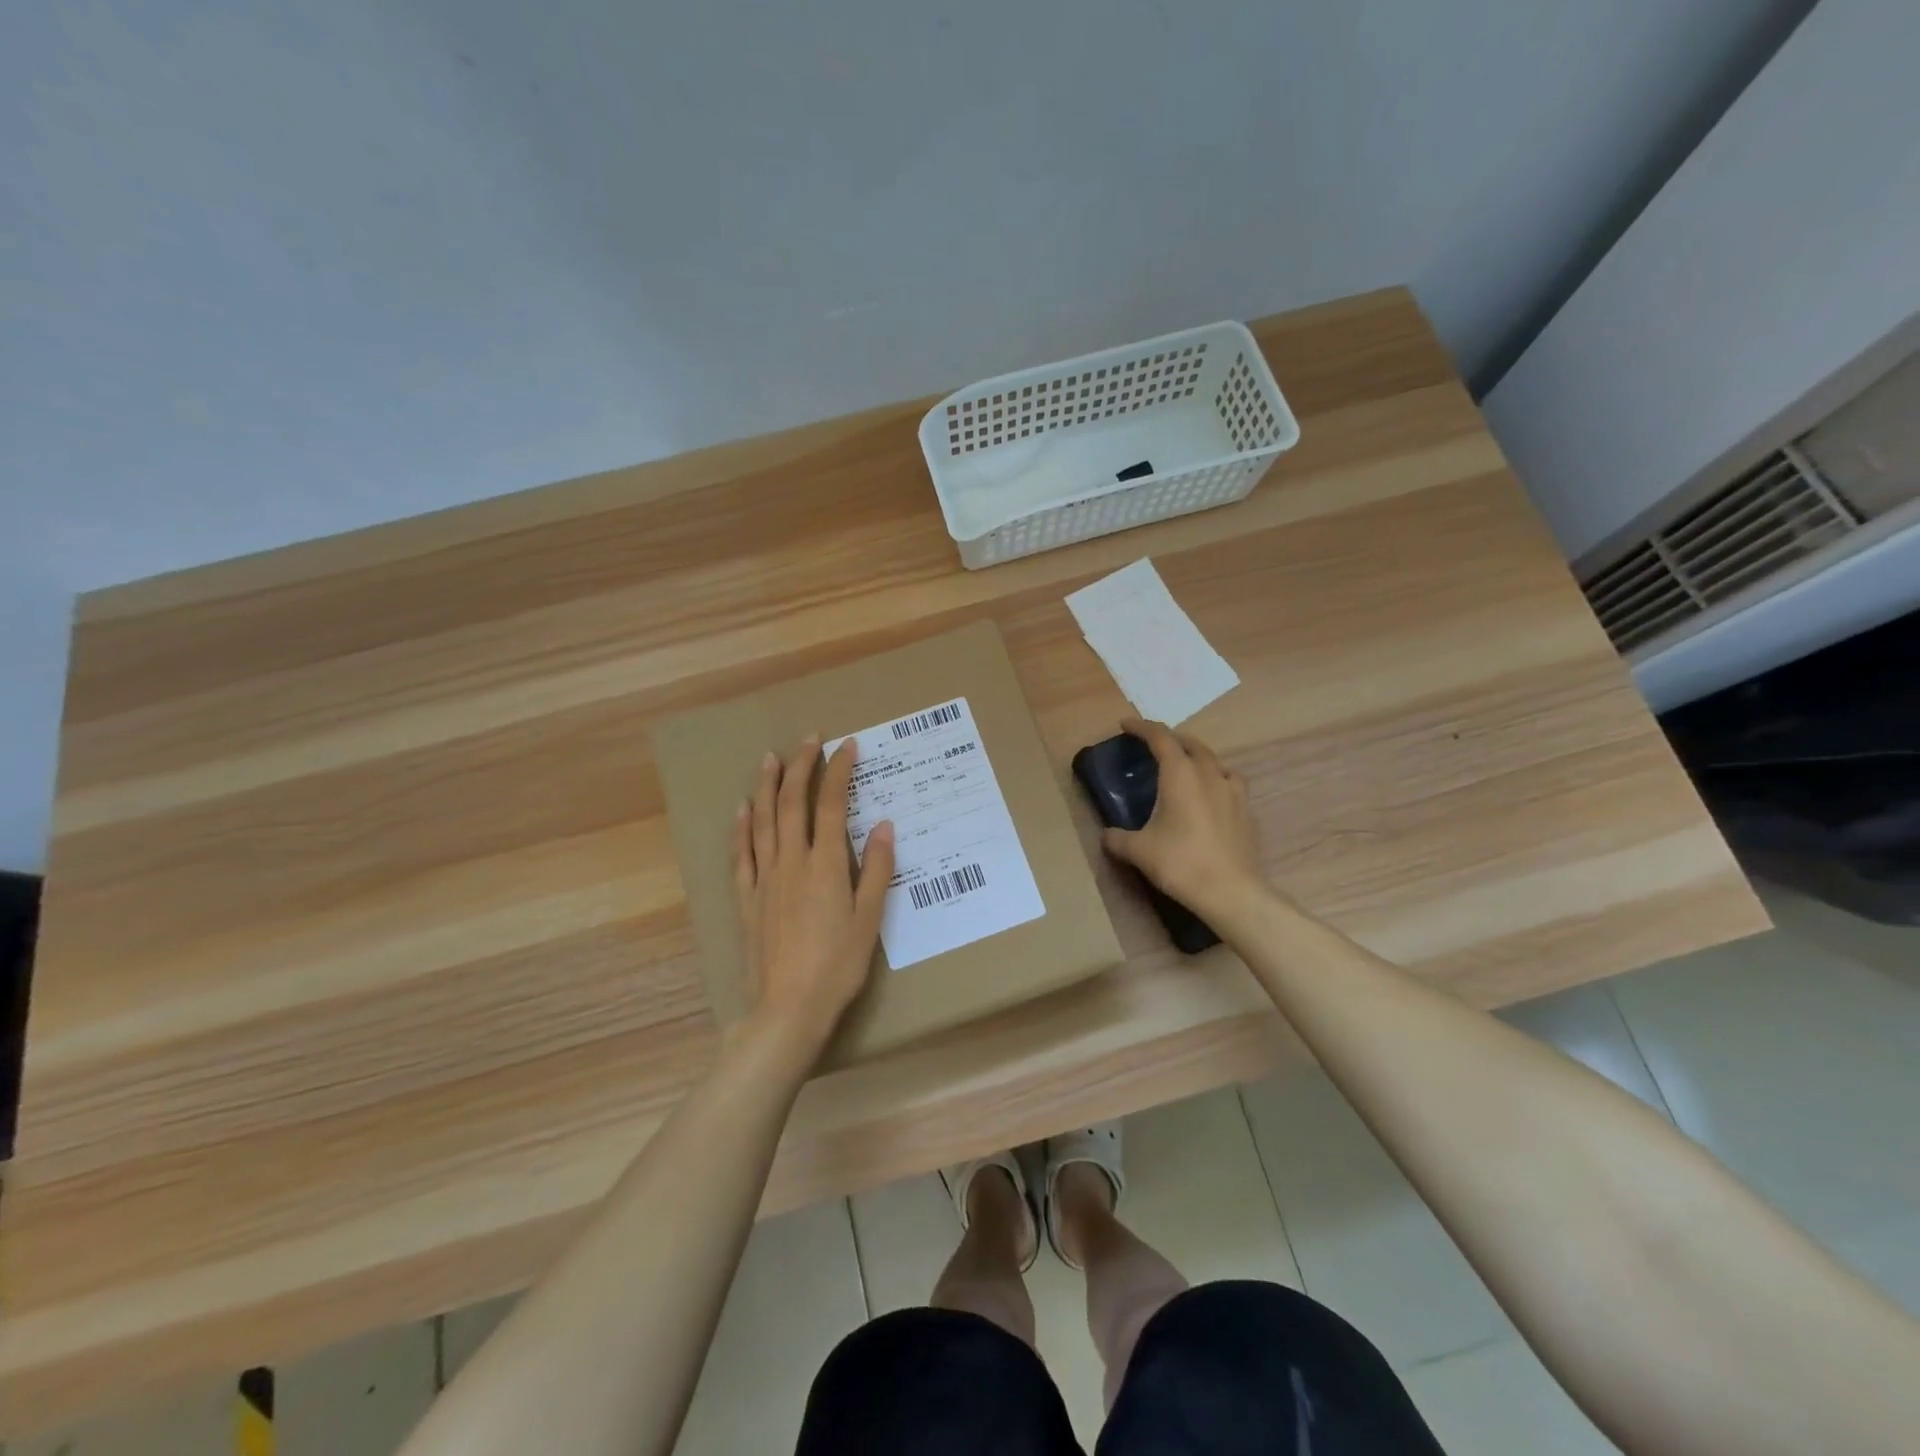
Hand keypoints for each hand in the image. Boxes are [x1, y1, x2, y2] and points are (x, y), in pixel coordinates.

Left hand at [733, 736, 894, 1052]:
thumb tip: (882, 824)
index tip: (847, 746)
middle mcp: (791, 863)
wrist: (789, 1008)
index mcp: (825, 865)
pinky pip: (742, 855)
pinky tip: (742, 809)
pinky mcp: (748, 899)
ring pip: (763, 821)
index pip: (831, 805)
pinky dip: (742, 828)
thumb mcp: (869, 919)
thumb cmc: (838, 966)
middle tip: (810, 739)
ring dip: (768, 786)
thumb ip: (876, 869)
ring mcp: (765, 879)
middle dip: (802, 767)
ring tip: (770, 758)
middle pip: (794, 804)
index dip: (839, 771)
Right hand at [1101, 717, 1262, 919]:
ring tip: (1185, 767)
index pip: (1160, 738)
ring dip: (1197, 756)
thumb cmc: (1180, 862)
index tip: (1126, 725)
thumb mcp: (1138, 851)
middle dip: (1170, 739)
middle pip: (1190, 743)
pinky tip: (1211, 794)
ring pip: (1214, 760)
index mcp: (1180, 774)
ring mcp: (1232, 791)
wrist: (1231, 891)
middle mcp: (1208, 774)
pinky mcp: (1246, 811)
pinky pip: (1230, 782)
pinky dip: (1216, 779)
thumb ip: (1117, 839)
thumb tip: (1107, 835)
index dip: (1142, 728)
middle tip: (1153, 745)